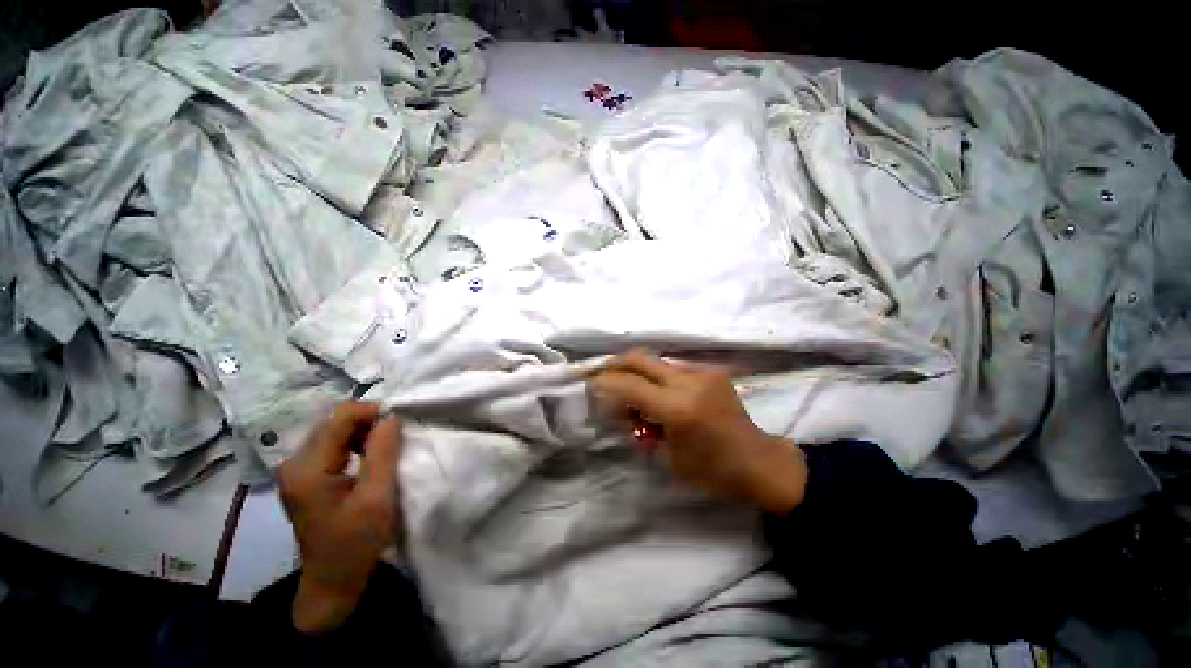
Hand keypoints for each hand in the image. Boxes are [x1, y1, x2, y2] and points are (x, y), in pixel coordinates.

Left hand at [278, 402, 403, 634]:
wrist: (333, 582)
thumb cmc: (356, 542)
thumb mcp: (377, 497)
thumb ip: (383, 452)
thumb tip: (392, 416)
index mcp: (307, 468)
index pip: (340, 417)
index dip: (373, 412)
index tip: (401, 424)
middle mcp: (294, 463)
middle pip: (335, 422)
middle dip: (369, 423)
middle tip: (397, 438)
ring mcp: (297, 470)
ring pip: (335, 431)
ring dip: (364, 433)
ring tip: (386, 448)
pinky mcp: (305, 477)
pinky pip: (333, 445)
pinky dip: (356, 444)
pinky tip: (370, 458)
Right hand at [591, 350, 807, 513]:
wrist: (760, 462)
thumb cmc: (712, 471)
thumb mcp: (668, 457)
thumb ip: (641, 427)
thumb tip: (623, 408)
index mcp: (677, 408)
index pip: (629, 385)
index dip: (606, 383)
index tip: (592, 386)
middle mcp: (689, 382)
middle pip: (640, 359)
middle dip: (615, 364)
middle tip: (603, 375)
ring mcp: (702, 373)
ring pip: (656, 361)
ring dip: (637, 372)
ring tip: (631, 390)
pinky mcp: (711, 371)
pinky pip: (673, 368)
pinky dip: (657, 377)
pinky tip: (658, 393)